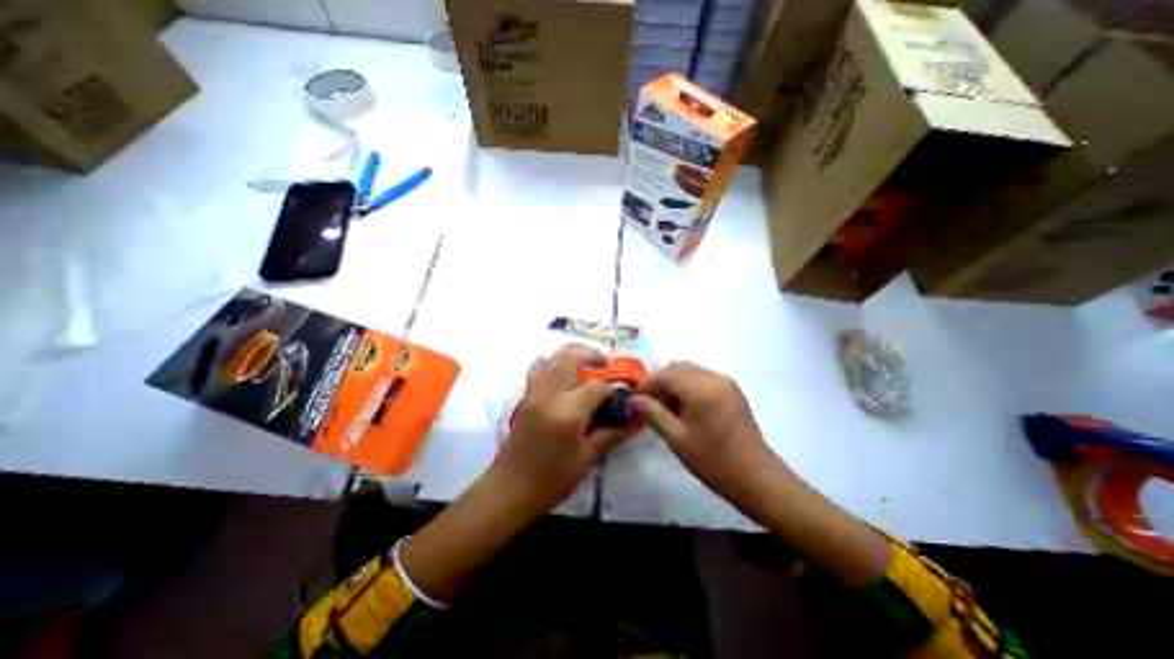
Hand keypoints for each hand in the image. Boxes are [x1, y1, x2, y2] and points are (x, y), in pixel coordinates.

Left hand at [407, 348, 639, 603]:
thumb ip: (609, 434)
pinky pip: (539, 370)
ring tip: (587, 364)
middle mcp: (549, 394)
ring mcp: (534, 393)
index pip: (597, 387)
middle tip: (605, 362)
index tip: (622, 393)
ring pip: (552, 358)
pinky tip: (563, 375)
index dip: (613, 388)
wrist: (509, 490)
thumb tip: (630, 420)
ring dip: (572, 354)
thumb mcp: (586, 458)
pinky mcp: (526, 397)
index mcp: (568, 411)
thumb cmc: (552, 479)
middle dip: (591, 354)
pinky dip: (552, 363)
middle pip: (570, 357)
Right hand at [634, 363, 890, 584]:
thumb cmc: (713, 461)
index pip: (665, 374)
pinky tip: (685, 409)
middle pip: (678, 368)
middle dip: (660, 382)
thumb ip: (653, 413)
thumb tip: (634, 399)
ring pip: (690, 372)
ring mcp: (726, 382)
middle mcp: (714, 377)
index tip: (635, 400)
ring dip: (674, 384)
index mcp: (700, 388)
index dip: (647, 384)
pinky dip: (689, 387)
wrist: (757, 478)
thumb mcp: (677, 438)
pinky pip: (703, 379)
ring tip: (666, 408)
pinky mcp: (732, 391)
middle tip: (649, 404)